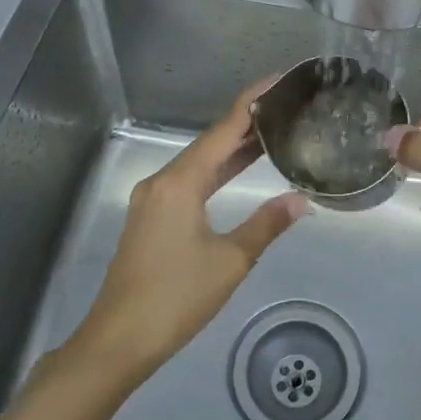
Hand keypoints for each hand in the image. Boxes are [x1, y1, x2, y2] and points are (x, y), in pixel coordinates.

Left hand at [71, 78, 307, 382]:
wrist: (119, 340)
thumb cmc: (176, 298)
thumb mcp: (230, 261)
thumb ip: (266, 225)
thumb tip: (301, 200)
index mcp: (180, 183)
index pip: (223, 130)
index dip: (252, 102)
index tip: (278, 79)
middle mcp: (162, 182)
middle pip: (209, 142)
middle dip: (246, 123)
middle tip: (286, 105)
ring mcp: (153, 200)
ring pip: (199, 163)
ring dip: (232, 149)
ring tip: (272, 131)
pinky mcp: (152, 218)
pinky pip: (190, 181)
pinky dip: (217, 171)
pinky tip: (238, 170)